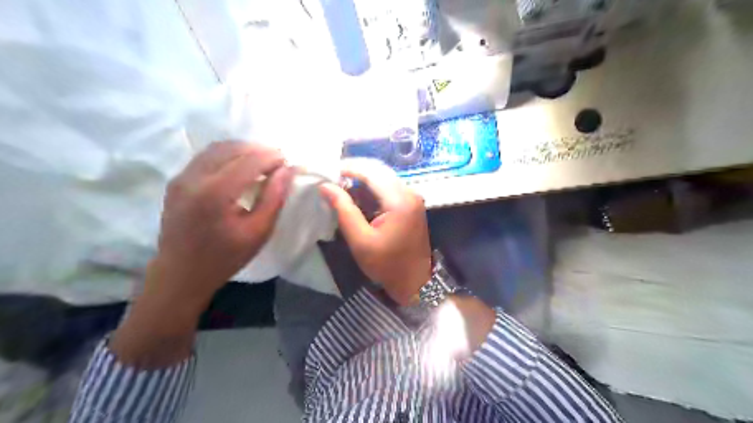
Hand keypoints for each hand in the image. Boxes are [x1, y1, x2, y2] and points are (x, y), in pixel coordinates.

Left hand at [110, 140, 292, 366]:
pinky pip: (206, 156)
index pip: (249, 160)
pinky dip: (228, 155)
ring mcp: (182, 177)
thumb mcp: (258, 232)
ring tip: (262, 161)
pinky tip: (240, 167)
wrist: (181, 273)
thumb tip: (287, 170)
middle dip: (259, 150)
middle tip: (278, 161)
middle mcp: (194, 177)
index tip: (288, 161)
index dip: (272, 157)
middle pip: (232, 148)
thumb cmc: (225, 257)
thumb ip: (274, 198)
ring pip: (217, 148)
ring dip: (243, 150)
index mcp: (215, 193)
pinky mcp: (177, 180)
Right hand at [320, 160, 432, 305]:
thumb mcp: (360, 240)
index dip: (348, 168)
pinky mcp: (410, 203)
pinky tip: (357, 198)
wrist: (414, 281)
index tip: (327, 171)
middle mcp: (409, 192)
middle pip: (378, 171)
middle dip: (354, 172)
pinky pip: (388, 188)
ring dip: (362, 181)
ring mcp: (412, 197)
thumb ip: (343, 210)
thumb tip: (325, 186)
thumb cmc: (387, 265)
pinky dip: (371, 190)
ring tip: (340, 189)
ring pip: (383, 178)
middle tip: (332, 179)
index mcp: (399, 201)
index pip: (371, 172)